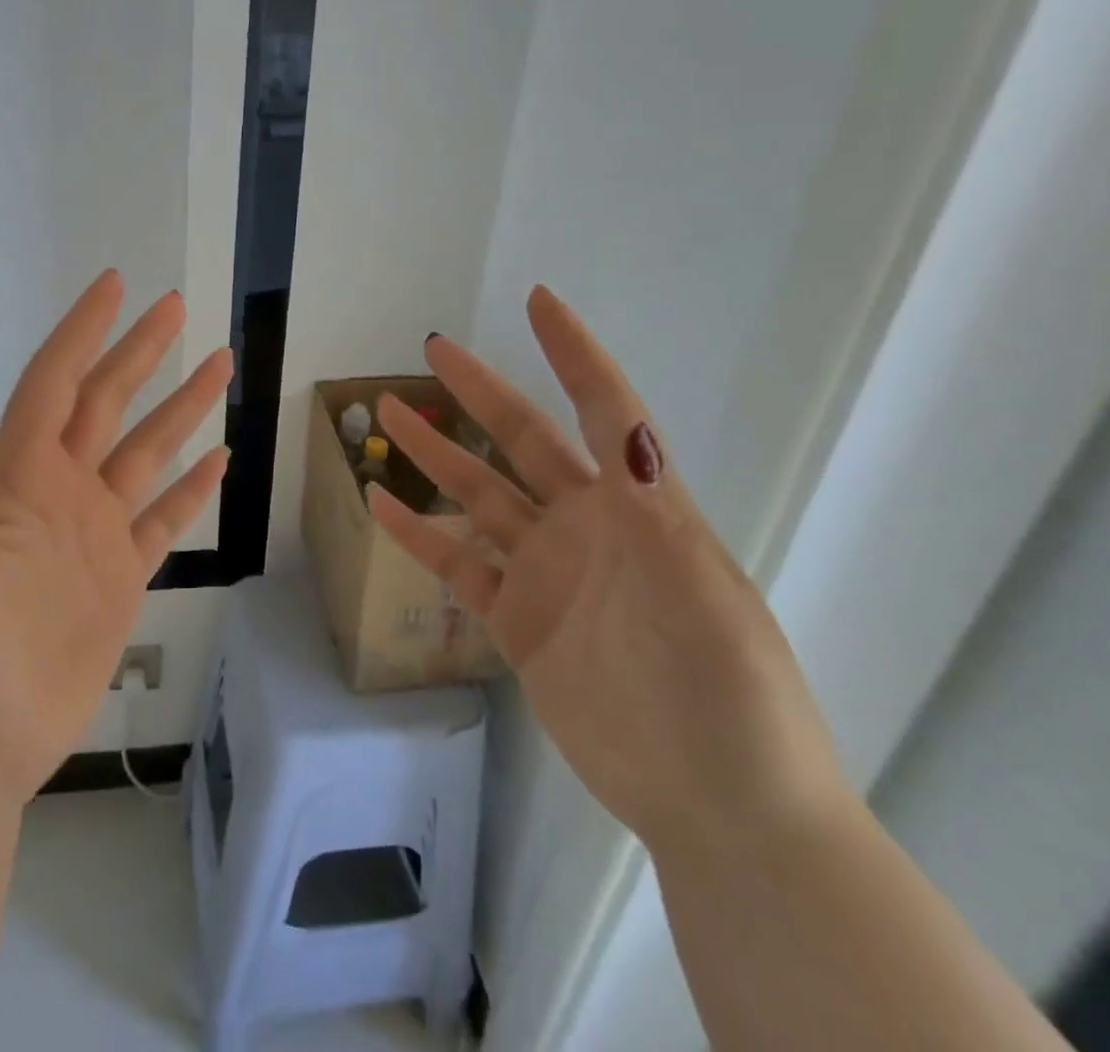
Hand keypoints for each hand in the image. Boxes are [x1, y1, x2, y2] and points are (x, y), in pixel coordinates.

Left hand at [0, 271, 232, 808]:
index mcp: (17, 477)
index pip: (56, 382)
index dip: (84, 331)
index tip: (116, 285)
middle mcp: (60, 491)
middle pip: (108, 402)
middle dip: (142, 352)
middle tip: (176, 307)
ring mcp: (93, 534)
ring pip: (145, 452)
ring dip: (180, 409)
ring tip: (218, 365)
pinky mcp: (120, 577)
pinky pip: (163, 519)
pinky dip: (190, 488)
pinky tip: (218, 460)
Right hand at [369, 286, 842, 851]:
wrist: (718, 806)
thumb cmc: (729, 695)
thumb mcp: (702, 595)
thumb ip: (655, 513)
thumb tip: (627, 431)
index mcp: (638, 509)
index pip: (604, 412)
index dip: (573, 356)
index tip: (539, 303)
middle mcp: (586, 527)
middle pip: (521, 441)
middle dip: (480, 392)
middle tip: (434, 350)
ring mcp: (546, 572)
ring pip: (477, 495)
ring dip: (434, 454)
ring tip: (387, 414)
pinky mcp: (516, 619)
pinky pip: (456, 563)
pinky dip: (417, 534)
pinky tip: (379, 505)